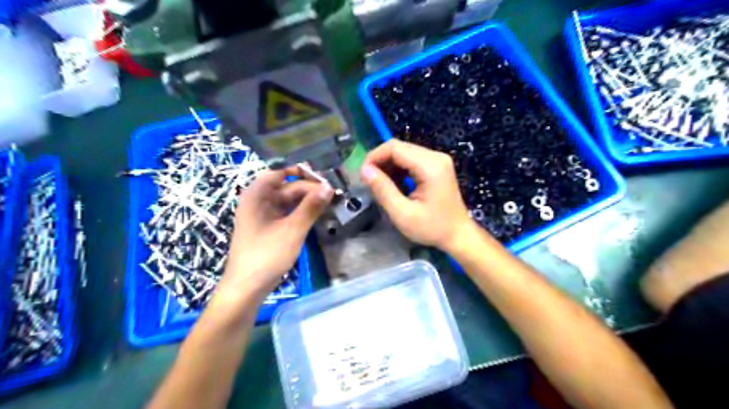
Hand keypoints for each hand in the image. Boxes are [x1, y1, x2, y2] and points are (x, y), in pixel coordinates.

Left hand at [219, 168, 331, 299]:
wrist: (247, 288)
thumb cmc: (266, 255)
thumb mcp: (292, 229)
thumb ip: (311, 207)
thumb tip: (329, 186)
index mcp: (257, 195)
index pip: (281, 172)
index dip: (302, 172)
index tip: (325, 176)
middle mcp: (258, 201)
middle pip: (287, 187)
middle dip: (309, 188)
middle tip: (334, 193)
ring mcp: (263, 215)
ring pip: (288, 200)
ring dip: (307, 200)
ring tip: (330, 201)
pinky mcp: (268, 228)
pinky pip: (287, 213)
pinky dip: (301, 212)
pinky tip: (317, 214)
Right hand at [362, 140, 475, 250]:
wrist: (458, 235)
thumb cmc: (432, 228)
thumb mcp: (403, 214)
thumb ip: (383, 190)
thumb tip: (365, 170)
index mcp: (430, 166)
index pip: (395, 148)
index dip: (374, 157)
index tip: (363, 175)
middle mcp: (436, 156)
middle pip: (399, 147)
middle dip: (380, 161)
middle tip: (369, 181)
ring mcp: (438, 160)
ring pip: (404, 152)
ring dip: (388, 165)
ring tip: (380, 185)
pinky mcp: (436, 166)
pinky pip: (411, 159)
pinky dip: (398, 169)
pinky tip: (394, 184)